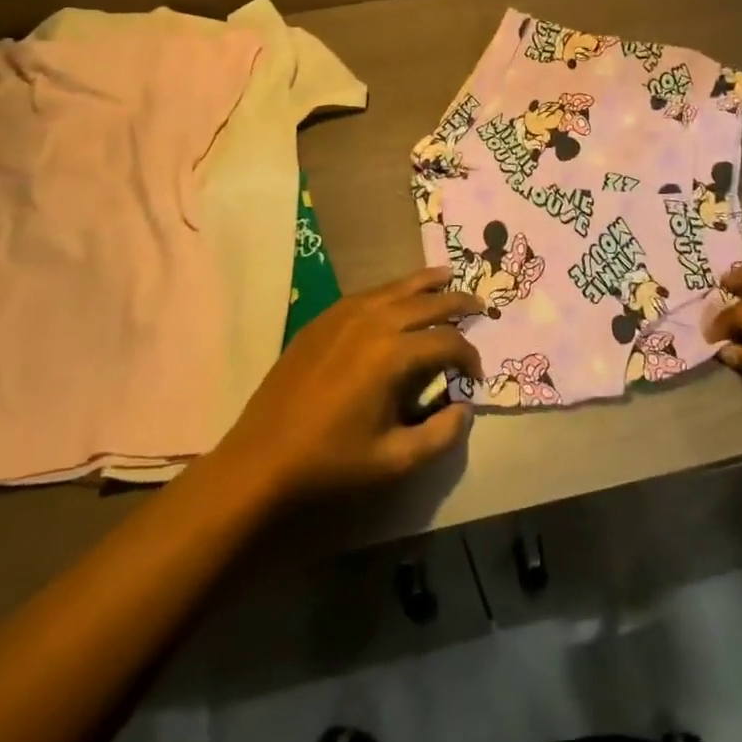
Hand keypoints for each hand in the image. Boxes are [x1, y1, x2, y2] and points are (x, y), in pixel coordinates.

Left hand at [215, 267, 483, 504]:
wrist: (261, 462)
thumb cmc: (330, 464)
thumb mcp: (395, 461)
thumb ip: (441, 435)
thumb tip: (465, 409)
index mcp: (393, 354)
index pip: (447, 343)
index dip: (469, 356)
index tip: (476, 375)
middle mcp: (373, 321)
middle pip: (427, 301)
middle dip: (458, 303)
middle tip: (480, 305)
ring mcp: (344, 314)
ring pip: (397, 287)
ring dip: (427, 284)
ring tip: (448, 277)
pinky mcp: (323, 319)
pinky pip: (368, 293)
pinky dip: (393, 289)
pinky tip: (399, 295)